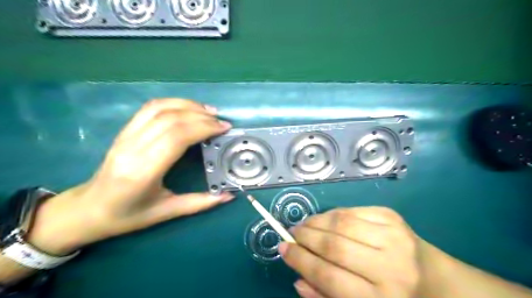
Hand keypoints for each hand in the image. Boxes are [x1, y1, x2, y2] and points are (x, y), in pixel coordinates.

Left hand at [24, 98, 232, 255]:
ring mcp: (125, 136)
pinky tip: (188, 108)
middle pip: (170, 119)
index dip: (203, 128)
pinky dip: (173, 103)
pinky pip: (149, 108)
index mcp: (143, 171)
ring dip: (188, 105)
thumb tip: (229, 196)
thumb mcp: (167, 212)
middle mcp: (132, 148)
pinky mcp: (124, 130)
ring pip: (159, 108)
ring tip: (209, 111)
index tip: (224, 128)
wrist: (88, 209)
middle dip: (201, 116)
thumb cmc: (128, 215)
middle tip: (222, 122)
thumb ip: (200, 203)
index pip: (176, 137)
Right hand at [280, 207, 422, 297]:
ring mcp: (394, 237)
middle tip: (292, 233)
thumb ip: (326, 296)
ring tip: (304, 225)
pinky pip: (352, 211)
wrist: (437, 281)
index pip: (329, 276)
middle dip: (305, 237)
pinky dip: (332, 214)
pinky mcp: (392, 217)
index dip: (300, 260)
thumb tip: (298, 278)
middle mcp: (390, 267)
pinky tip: (325, 219)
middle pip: (334, 246)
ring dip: (316, 221)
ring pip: (341, 222)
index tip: (283, 248)